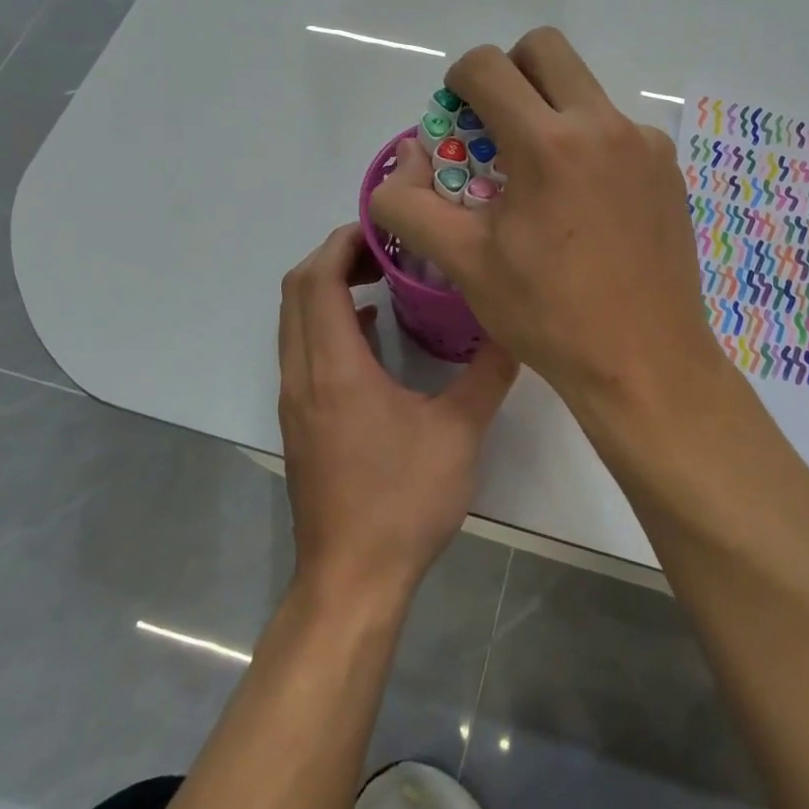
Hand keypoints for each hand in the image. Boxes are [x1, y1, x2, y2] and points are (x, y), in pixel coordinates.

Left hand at [278, 223, 518, 603]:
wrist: (351, 580)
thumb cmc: (402, 502)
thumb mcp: (459, 434)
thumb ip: (487, 374)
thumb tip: (515, 327)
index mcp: (335, 369)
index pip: (317, 280)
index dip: (343, 242)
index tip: (384, 229)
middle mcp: (303, 375)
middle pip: (296, 291)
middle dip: (334, 256)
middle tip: (386, 247)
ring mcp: (296, 400)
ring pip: (294, 320)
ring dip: (326, 288)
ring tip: (380, 278)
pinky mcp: (301, 420)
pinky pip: (302, 348)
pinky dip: (326, 321)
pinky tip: (370, 331)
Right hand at [370, 27, 724, 421]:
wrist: (645, 363)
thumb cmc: (548, 314)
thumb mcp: (463, 263)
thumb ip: (409, 205)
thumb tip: (402, 160)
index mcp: (548, 142)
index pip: (488, 65)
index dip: (458, 81)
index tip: (457, 118)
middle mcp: (603, 125)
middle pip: (546, 49)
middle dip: (509, 72)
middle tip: (496, 126)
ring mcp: (644, 144)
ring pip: (585, 90)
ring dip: (552, 110)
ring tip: (541, 178)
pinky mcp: (668, 168)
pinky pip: (618, 130)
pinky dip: (590, 145)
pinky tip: (586, 206)